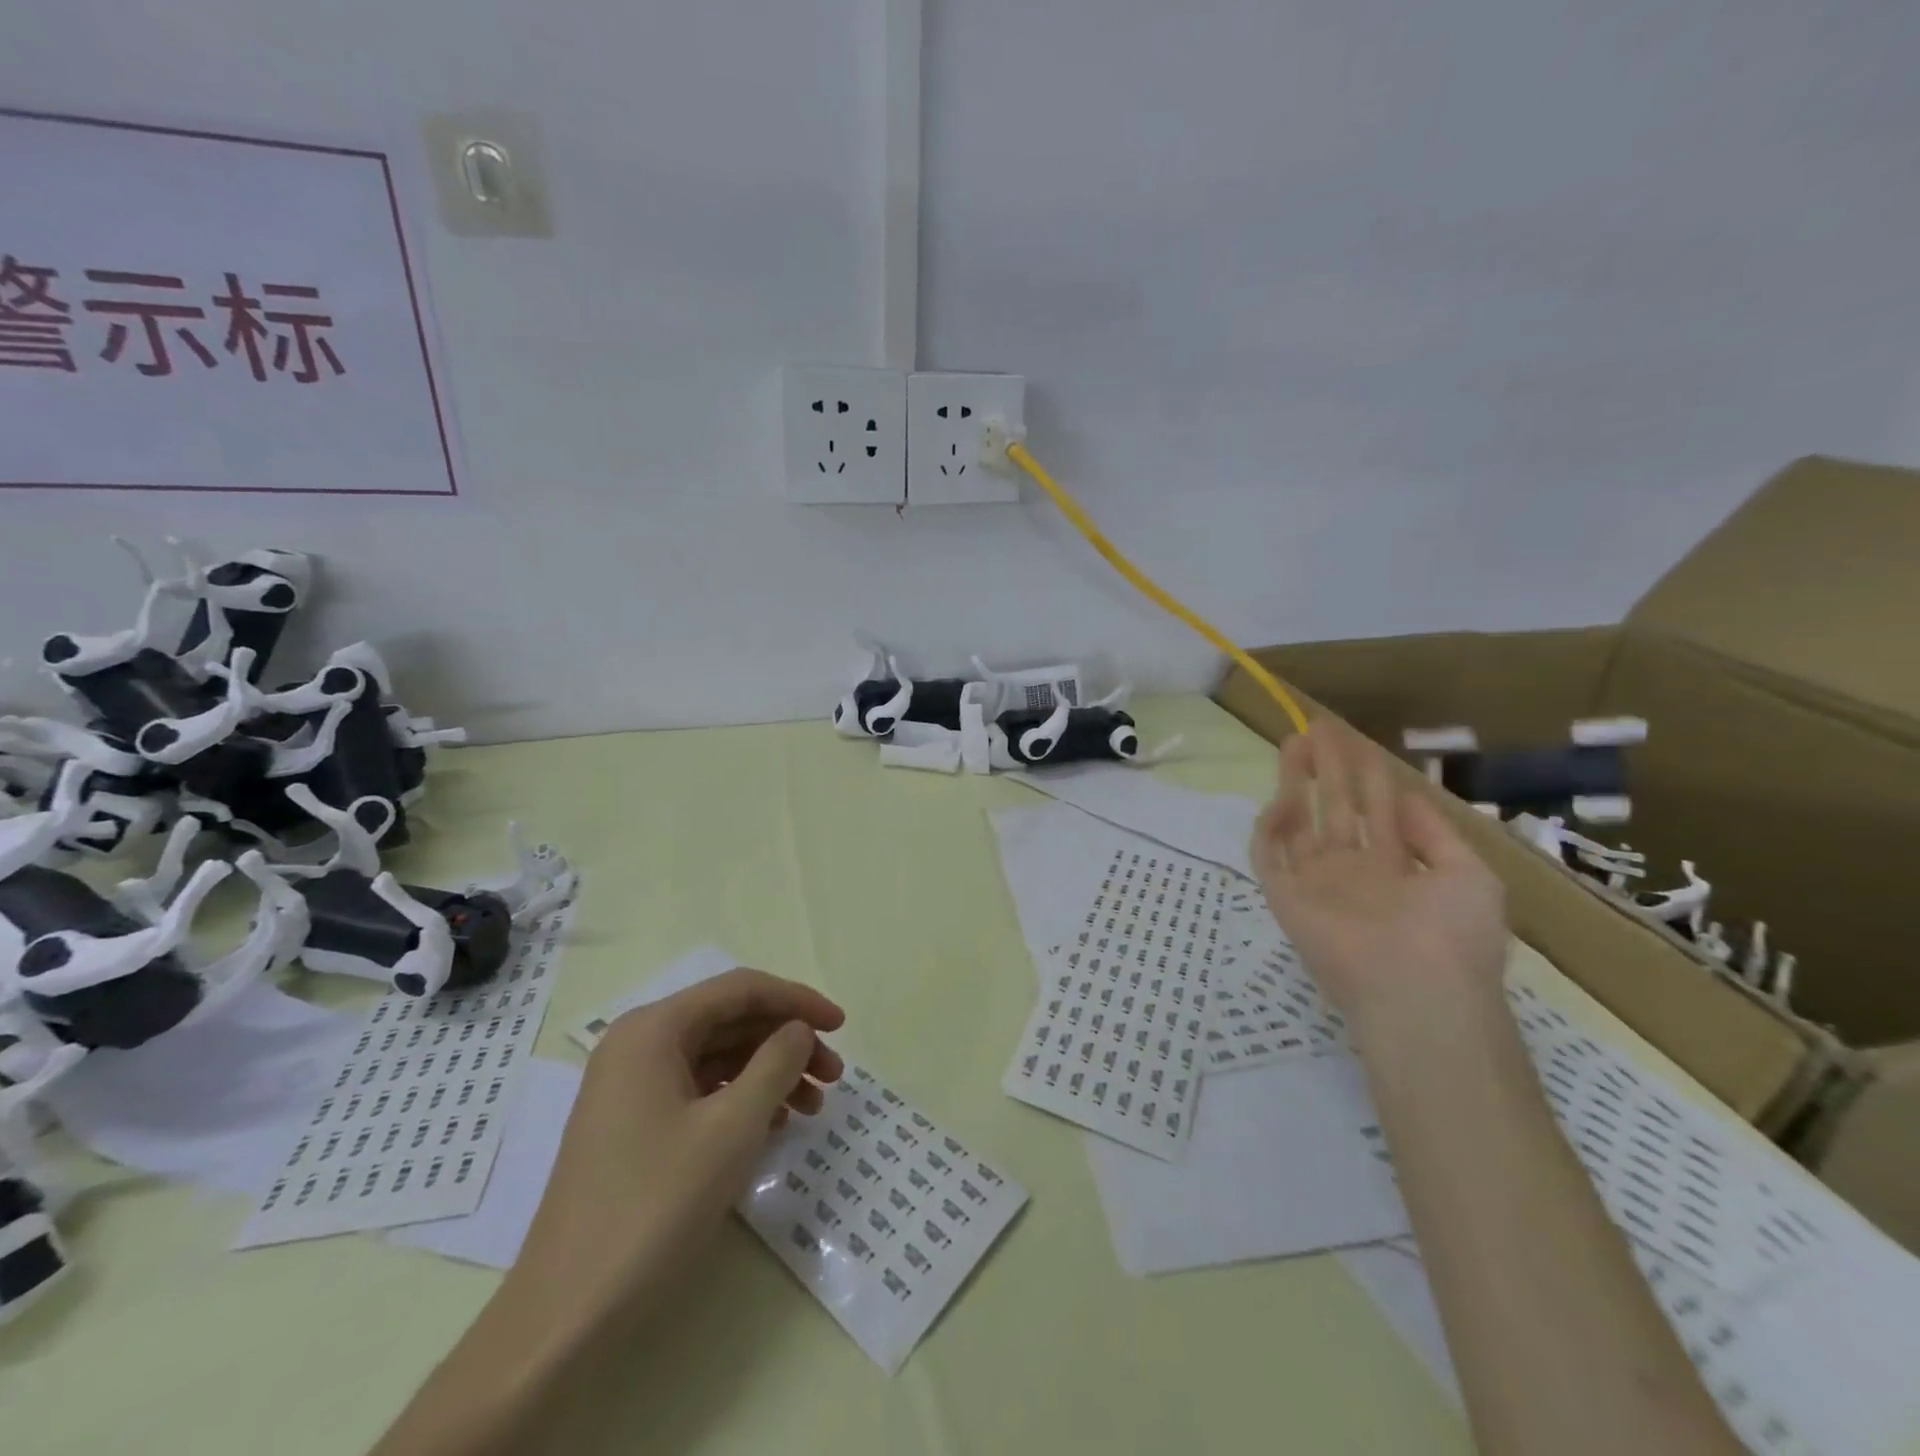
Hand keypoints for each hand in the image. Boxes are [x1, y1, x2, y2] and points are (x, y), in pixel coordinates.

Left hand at [509, 968, 845, 1333]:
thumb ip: (776, 1063)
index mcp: (653, 1029)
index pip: (741, 989)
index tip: (842, 1026)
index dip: (797, 1000)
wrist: (565, 1318)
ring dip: (770, 1073)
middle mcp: (638, 1045)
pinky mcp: (633, 1126)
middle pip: (731, 1021)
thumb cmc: (654, 1206)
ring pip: (719, 1057)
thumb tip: (798, 1030)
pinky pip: (701, 1091)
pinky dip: (742, 1100)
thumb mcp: (732, 1128)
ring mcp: (632, 1087)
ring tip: (813, 1108)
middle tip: (834, 1076)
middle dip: (788, 1041)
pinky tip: (774, 1128)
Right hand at [1249, 721, 1508, 1037]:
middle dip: (1328, 767)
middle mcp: (1352, 871)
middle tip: (1318, 727)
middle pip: (1334, 808)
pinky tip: (1282, 797)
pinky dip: (1271, 826)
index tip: (1353, 737)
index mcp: (1395, 868)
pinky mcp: (1285, 896)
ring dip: (1296, 783)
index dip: (1365, 772)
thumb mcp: (1470, 875)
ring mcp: (1316, 883)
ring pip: (1299, 823)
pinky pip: (1270, 854)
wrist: (1417, 990)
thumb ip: (1434, 833)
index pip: (1374, 809)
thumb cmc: (1453, 934)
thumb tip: (1403, 796)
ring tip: (1294, 742)